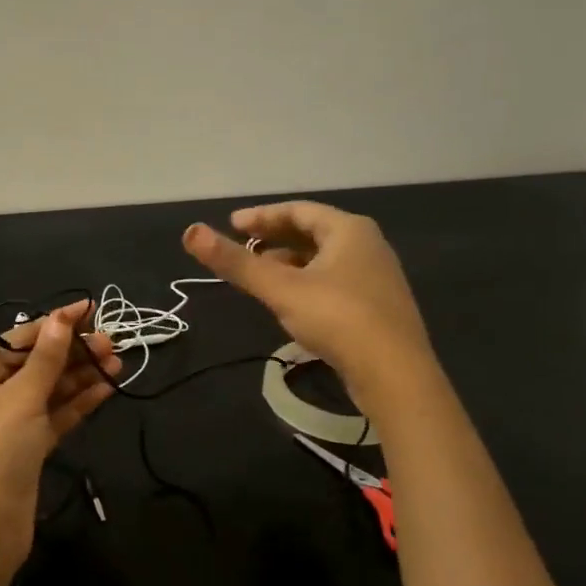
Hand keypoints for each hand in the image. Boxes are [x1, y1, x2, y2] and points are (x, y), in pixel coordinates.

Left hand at [0, 301, 120, 580]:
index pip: (20, 338)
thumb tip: (61, 317)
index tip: (91, 308)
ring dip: (81, 375)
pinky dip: (78, 402)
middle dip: (73, 351)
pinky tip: (106, 389)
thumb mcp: (21, 398)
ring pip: (50, 389)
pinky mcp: (28, 446)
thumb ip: (46, 358)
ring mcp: (9, 421)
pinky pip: (55, 415)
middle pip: (37, 362)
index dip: (56, 322)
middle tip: (113, 343)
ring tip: (118, 362)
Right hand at [182, 201, 433, 401]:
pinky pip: (334, 281)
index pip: (298, 210)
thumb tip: (190, 232)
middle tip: (242, 247)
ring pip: (324, 259)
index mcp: (349, 230)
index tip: (231, 225)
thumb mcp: (280, 289)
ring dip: (290, 262)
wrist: (396, 375)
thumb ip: (236, 262)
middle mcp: (368, 245)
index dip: (261, 216)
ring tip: (261, 274)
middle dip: (274, 238)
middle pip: (313, 232)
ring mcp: (376, 277)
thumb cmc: (338, 319)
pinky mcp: (377, 306)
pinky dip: (307, 282)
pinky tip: (291, 302)